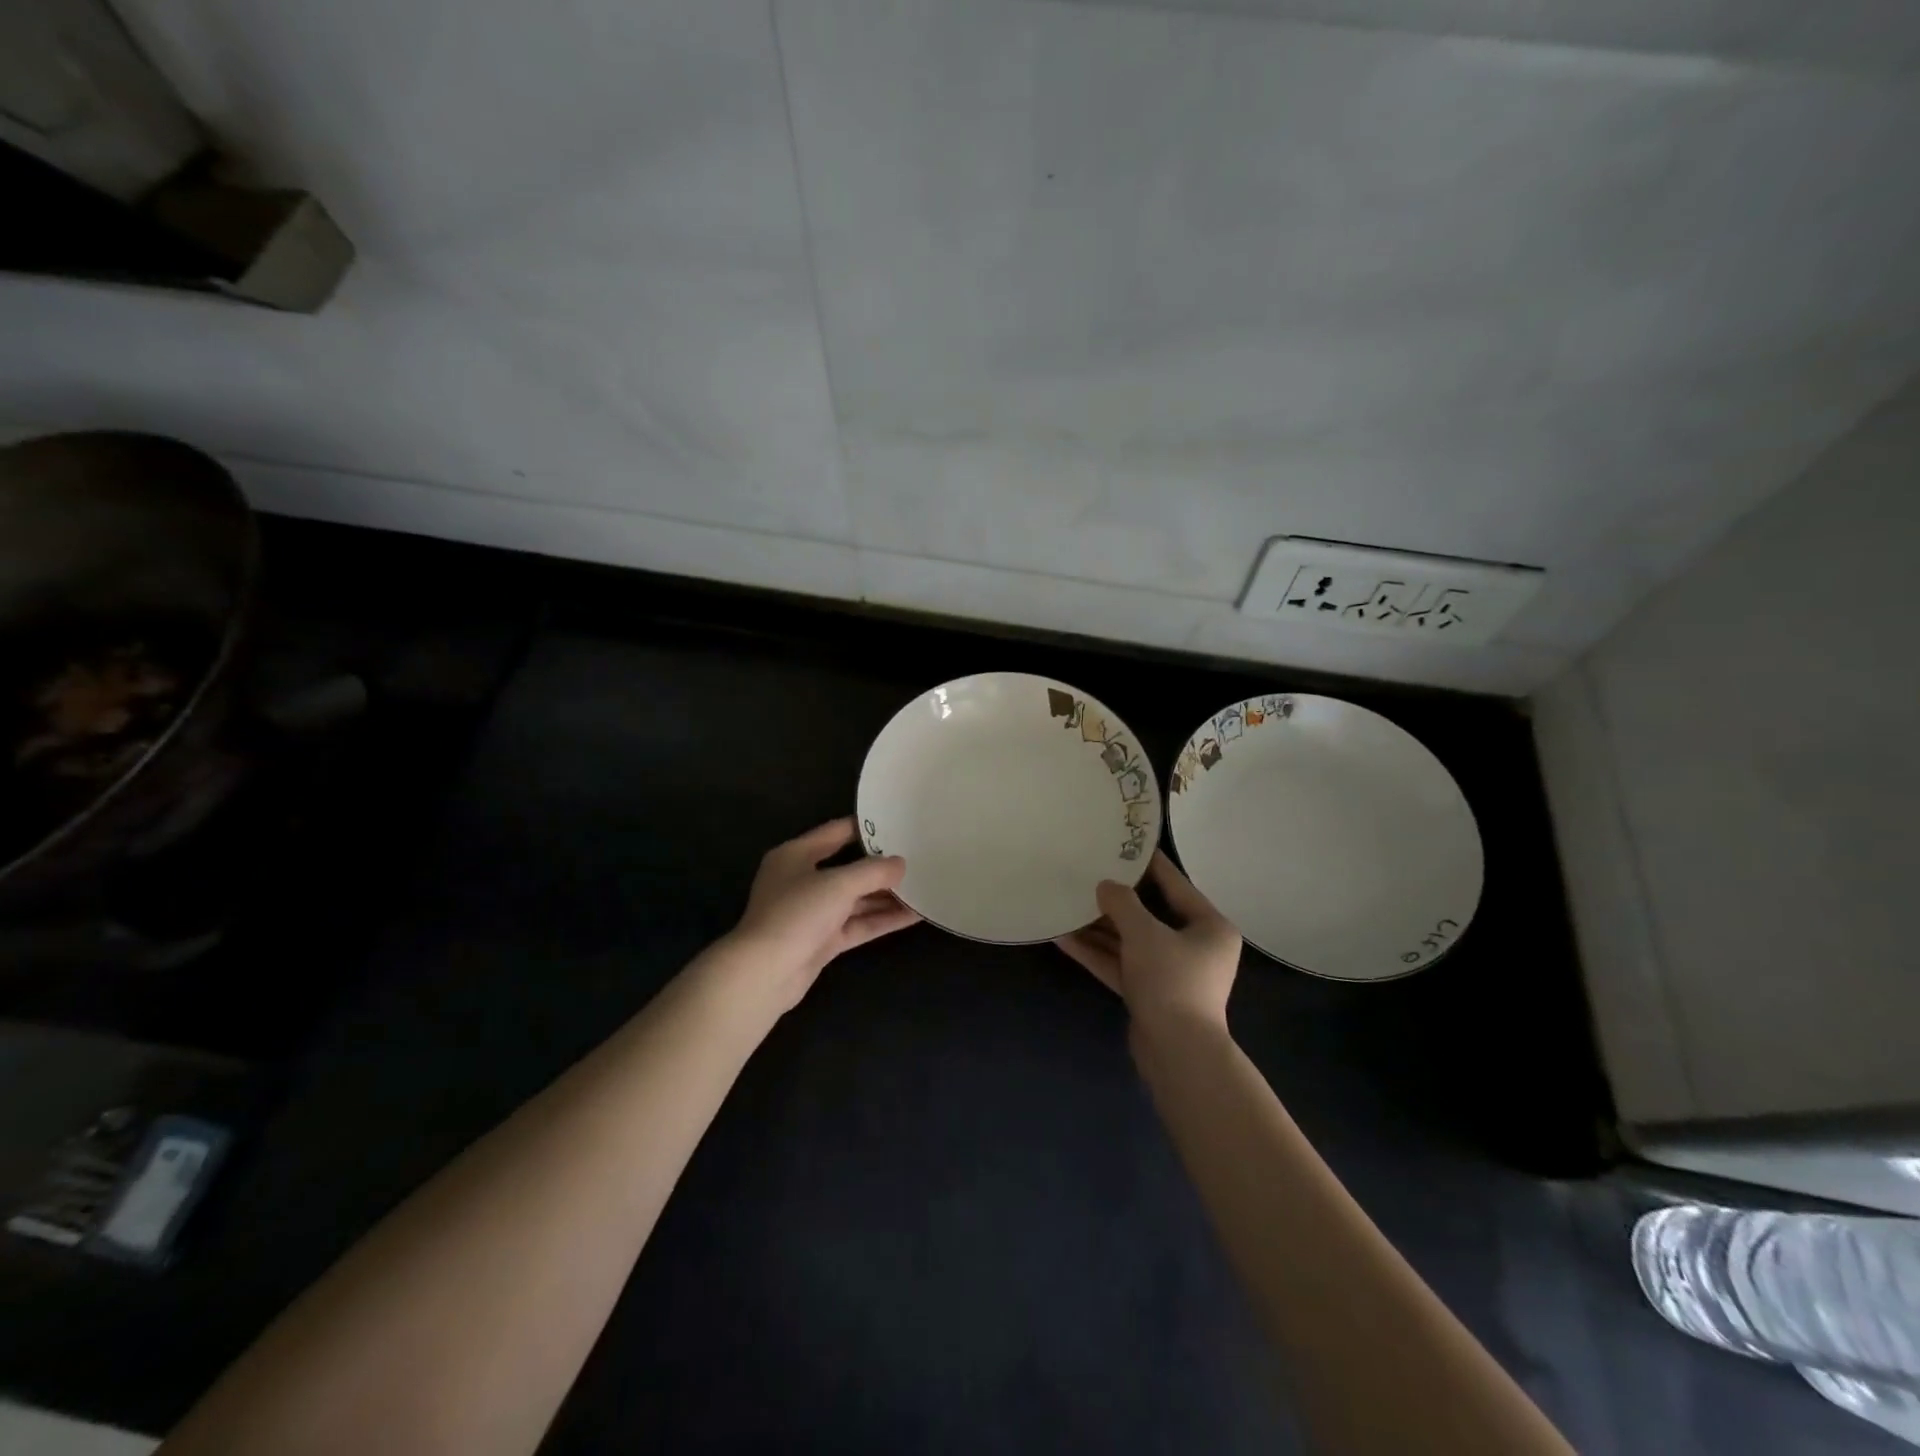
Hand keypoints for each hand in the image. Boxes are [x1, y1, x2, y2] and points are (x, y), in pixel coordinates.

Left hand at [719, 817, 919, 1013]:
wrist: (765, 973)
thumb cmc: (796, 914)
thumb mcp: (838, 884)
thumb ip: (873, 871)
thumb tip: (900, 864)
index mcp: (796, 855)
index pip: (835, 832)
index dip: (865, 827)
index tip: (897, 822)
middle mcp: (803, 880)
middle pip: (848, 868)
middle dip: (881, 866)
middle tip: (918, 857)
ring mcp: (812, 913)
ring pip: (856, 899)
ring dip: (886, 896)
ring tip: (923, 887)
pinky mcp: (822, 940)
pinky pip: (857, 924)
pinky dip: (882, 919)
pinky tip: (913, 915)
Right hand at [1055, 851, 1241, 1032]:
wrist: (1178, 1054)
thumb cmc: (1171, 981)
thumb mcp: (1144, 934)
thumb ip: (1122, 903)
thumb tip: (1105, 886)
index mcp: (1209, 927)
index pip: (1175, 884)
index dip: (1148, 863)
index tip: (1123, 844)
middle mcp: (1194, 947)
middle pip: (1149, 913)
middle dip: (1115, 899)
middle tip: (1088, 873)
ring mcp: (1171, 972)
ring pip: (1130, 941)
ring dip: (1099, 928)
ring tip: (1066, 904)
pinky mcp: (1150, 993)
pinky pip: (1121, 964)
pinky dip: (1097, 953)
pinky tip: (1063, 938)